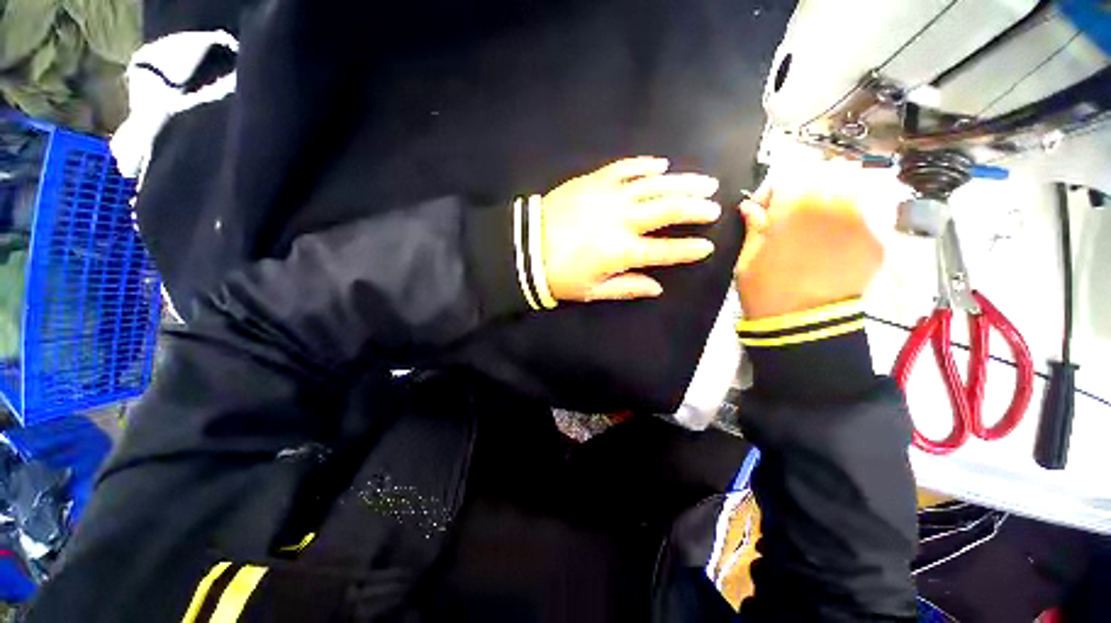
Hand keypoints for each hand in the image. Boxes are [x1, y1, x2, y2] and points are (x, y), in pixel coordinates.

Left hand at [543, 157, 720, 301]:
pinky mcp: (593, 180)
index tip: (708, 246)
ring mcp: (607, 196)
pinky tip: (661, 164)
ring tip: (704, 182)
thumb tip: (657, 288)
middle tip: (715, 207)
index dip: (688, 249)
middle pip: (667, 210)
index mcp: (620, 252)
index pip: (664, 251)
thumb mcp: (592, 291)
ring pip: (653, 185)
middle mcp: (620, 220)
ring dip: (682, 182)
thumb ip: (627, 287)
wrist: (524, 247)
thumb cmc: (558, 275)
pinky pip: (624, 168)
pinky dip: (645, 165)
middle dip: (695, 208)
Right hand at [735, 162, 884, 318]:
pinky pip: (868, 215)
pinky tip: (837, 238)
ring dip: (836, 196)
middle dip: (807, 187)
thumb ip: (754, 227)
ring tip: (820, 220)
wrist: (805, 326)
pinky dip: (853, 219)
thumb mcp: (747, 259)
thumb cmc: (766, 292)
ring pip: (854, 188)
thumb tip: (751, 207)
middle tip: (794, 209)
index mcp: (796, 207)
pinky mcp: (877, 242)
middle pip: (826, 174)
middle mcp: (834, 205)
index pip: (787, 176)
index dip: (772, 190)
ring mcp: (862, 222)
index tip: (763, 207)